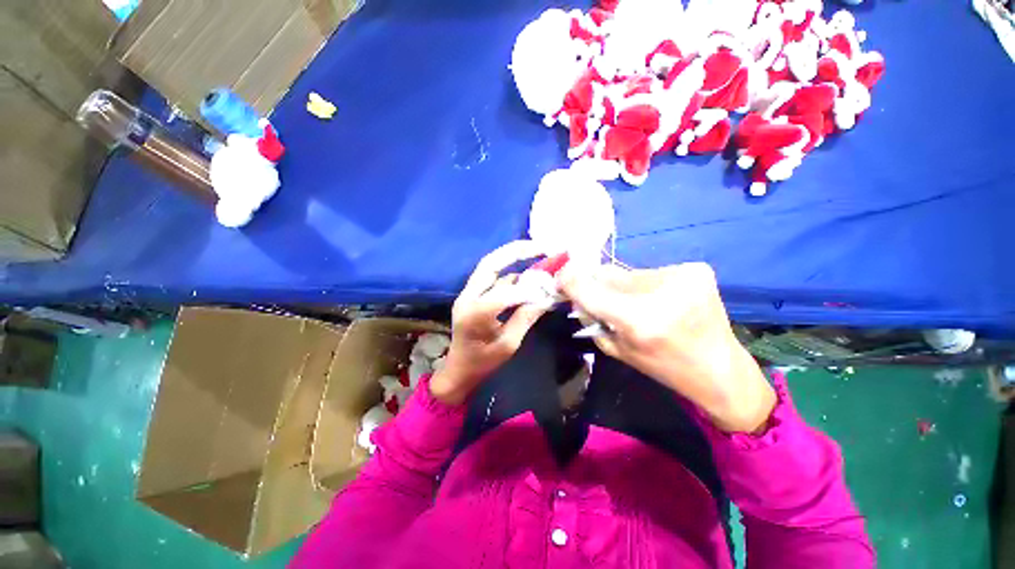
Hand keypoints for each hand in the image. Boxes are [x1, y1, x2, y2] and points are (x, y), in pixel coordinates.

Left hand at [430, 241, 550, 404]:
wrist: (458, 369)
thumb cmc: (482, 363)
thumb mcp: (509, 345)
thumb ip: (526, 317)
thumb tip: (546, 296)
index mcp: (475, 314)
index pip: (504, 293)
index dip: (529, 289)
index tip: (550, 287)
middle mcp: (467, 297)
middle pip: (490, 263)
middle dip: (516, 251)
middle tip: (542, 246)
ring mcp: (467, 293)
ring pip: (489, 265)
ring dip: (513, 257)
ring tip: (537, 252)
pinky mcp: (470, 294)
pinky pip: (490, 275)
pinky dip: (508, 270)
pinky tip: (525, 272)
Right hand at [558, 262, 775, 432]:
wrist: (720, 370)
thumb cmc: (663, 367)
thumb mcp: (616, 349)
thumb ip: (590, 317)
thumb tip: (575, 290)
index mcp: (639, 320)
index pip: (589, 288)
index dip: (569, 279)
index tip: (559, 278)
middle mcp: (661, 292)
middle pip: (608, 274)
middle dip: (598, 284)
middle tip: (602, 298)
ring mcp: (683, 276)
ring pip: (629, 272)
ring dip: (624, 286)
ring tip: (640, 304)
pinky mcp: (696, 269)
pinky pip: (651, 272)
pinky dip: (647, 284)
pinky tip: (661, 300)